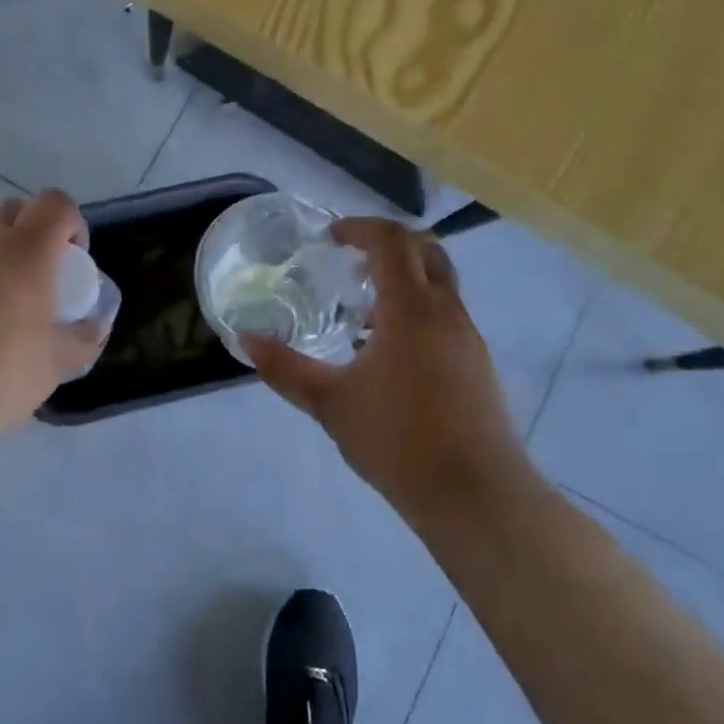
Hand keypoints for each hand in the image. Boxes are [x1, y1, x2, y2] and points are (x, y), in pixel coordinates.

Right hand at [244, 218, 535, 521]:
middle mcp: (446, 312)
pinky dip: (417, 312)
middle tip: (350, 264)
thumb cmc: (398, 440)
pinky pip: (446, 316)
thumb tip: (246, 339)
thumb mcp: (330, 403)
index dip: (360, 228)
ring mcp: (468, 338)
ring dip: (403, 281)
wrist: (476, 495)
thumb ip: (285, 368)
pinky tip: (389, 354)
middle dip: (388, 245)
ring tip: (362, 315)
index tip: (331, 237)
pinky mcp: (478, 365)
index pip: (392, 240)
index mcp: (411, 309)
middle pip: (426, 250)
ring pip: (440, 285)